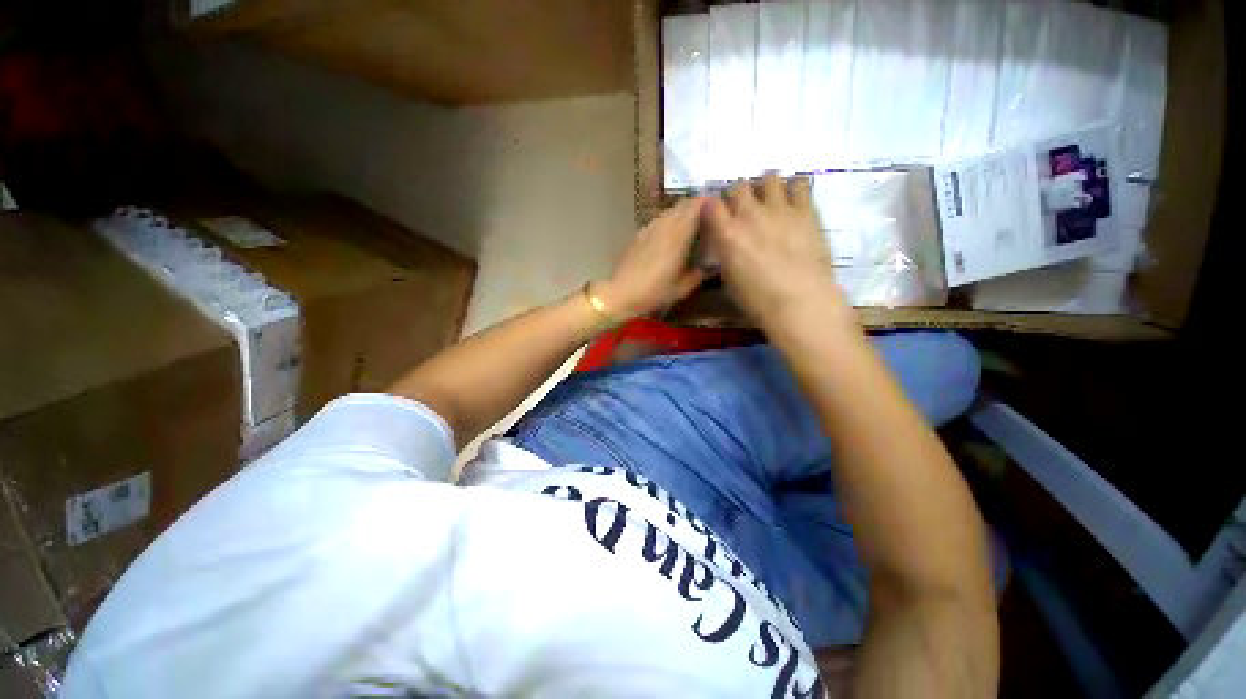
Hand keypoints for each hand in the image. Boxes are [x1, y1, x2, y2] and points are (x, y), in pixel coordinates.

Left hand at [593, 197, 706, 319]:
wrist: (620, 294)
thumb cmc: (653, 294)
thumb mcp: (681, 290)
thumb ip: (697, 276)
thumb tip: (710, 266)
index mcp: (678, 238)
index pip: (694, 209)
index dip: (706, 202)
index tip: (717, 204)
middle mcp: (664, 228)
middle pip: (681, 206)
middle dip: (695, 205)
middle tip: (707, 212)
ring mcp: (649, 229)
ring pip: (668, 212)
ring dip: (680, 211)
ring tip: (689, 220)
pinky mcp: (638, 235)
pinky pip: (657, 220)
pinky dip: (666, 220)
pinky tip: (668, 230)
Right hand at [704, 172, 849, 329]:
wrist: (799, 302)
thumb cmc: (758, 300)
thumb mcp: (729, 279)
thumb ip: (725, 253)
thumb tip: (725, 244)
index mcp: (727, 234)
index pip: (712, 204)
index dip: (713, 206)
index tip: (717, 213)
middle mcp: (750, 215)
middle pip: (739, 186)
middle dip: (738, 194)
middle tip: (743, 208)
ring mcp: (779, 209)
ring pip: (769, 177)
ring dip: (766, 186)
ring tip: (770, 199)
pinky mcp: (806, 210)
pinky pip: (800, 184)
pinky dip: (794, 188)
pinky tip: (794, 200)